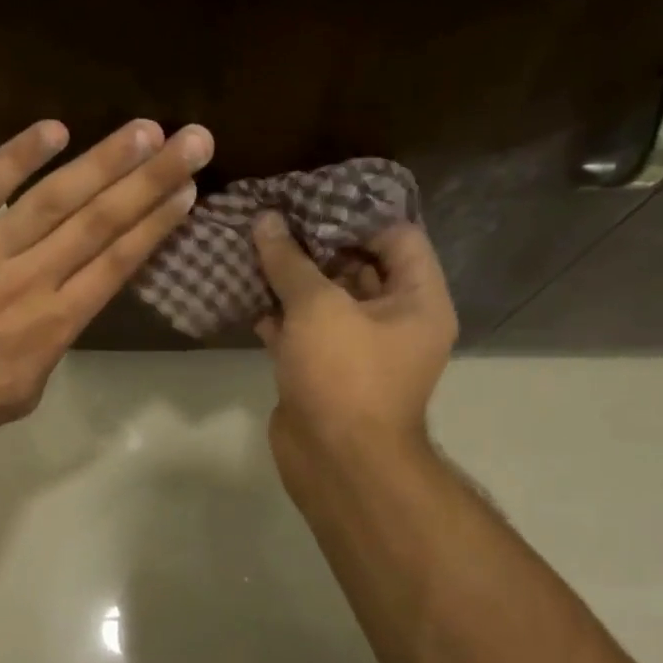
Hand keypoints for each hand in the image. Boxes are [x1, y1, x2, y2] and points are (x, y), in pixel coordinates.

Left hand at [0, 117, 213, 451]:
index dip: (156, 224)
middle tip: (192, 140)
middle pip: (101, 222)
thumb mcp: (21, 390)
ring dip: (103, 161)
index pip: (117, 263)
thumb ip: (51, 344)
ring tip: (145, 130)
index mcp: (53, 324)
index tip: (187, 191)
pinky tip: (56, 128)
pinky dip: (19, 155)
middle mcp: (30, 279)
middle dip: (151, 179)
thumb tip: (63, 307)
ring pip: (55, 199)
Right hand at [252, 214, 456, 468]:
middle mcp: (394, 320)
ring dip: (291, 279)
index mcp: (417, 300)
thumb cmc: (344, 374)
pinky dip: (278, 315)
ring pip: (325, 300)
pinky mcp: (324, 370)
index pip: (398, 237)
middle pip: (358, 266)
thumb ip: (291, 262)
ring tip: (253, 246)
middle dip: (315, 244)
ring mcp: (358, 348)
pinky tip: (245, 293)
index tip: (312, 201)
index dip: (357, 216)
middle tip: (274, 218)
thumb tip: (267, 220)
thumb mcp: (318, 307)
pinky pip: (304, 331)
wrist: (336, 461)